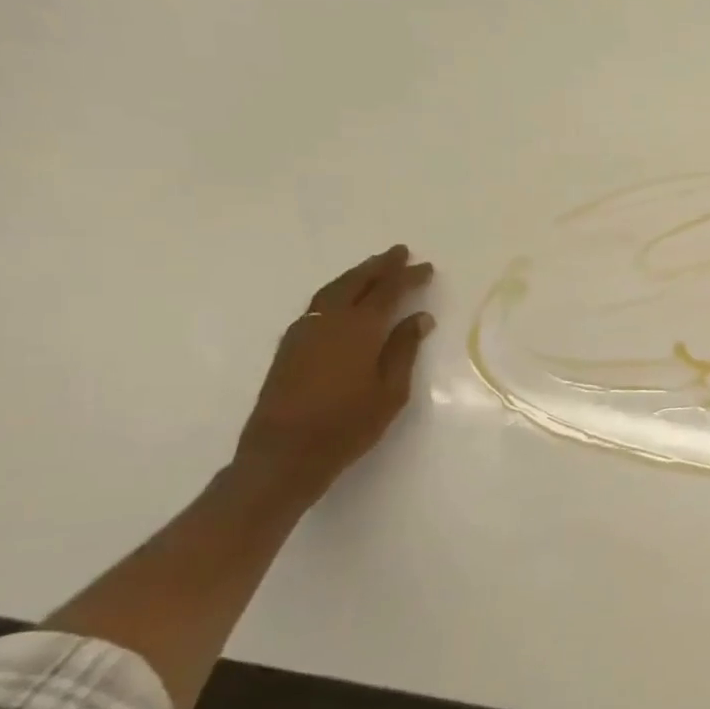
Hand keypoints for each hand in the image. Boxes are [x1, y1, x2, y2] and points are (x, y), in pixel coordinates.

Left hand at [234, 246, 435, 498]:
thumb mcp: (391, 391)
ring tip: (375, 268)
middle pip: (355, 283)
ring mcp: (303, 333)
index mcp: (358, 330)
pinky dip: (337, 292)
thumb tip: (419, 317)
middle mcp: (328, 323)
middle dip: (380, 266)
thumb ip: (404, 349)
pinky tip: (345, 299)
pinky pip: (318, 305)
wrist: (284, 455)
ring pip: (332, 291)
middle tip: (400, 252)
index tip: (426, 267)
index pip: (387, 292)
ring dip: (356, 275)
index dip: (407, 277)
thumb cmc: (348, 425)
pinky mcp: (289, 347)